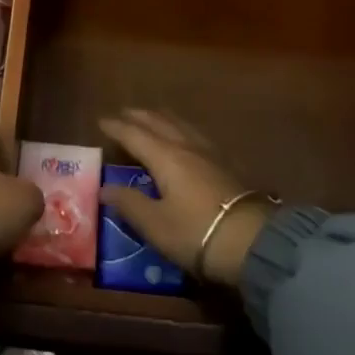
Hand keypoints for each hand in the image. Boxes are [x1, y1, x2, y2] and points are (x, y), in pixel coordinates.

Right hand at [99, 110, 273, 285]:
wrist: (253, 242)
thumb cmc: (196, 232)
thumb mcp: (155, 224)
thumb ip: (129, 203)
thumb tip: (105, 187)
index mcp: (165, 156)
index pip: (134, 135)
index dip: (116, 127)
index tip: (101, 120)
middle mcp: (186, 146)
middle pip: (160, 122)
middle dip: (140, 116)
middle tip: (125, 113)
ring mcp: (211, 153)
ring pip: (181, 125)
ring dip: (162, 118)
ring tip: (153, 118)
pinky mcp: (228, 164)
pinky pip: (197, 135)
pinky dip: (182, 129)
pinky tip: (187, 138)